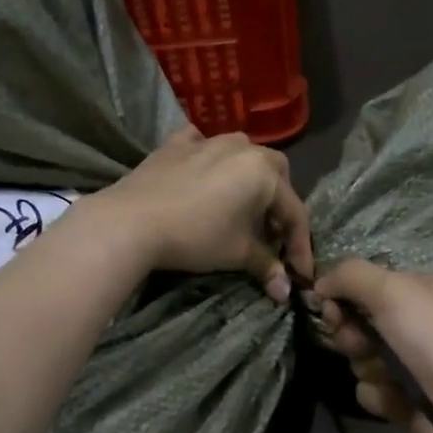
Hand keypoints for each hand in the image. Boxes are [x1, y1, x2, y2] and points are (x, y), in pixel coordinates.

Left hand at [97, 128, 313, 299]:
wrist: (132, 221)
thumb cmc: (196, 236)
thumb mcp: (237, 254)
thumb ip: (266, 266)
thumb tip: (285, 292)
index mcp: (264, 173)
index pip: (293, 212)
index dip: (299, 245)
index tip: (300, 273)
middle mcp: (242, 148)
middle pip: (275, 172)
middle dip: (278, 202)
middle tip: (270, 233)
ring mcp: (207, 141)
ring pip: (241, 152)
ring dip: (248, 176)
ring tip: (240, 204)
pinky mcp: (175, 144)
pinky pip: (201, 143)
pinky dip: (209, 157)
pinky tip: (203, 171)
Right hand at [313, 258, 432, 432]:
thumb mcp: (394, 291)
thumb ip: (351, 275)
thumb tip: (320, 283)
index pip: (376, 282)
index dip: (348, 292)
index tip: (328, 304)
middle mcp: (428, 326)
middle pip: (365, 321)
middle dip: (353, 333)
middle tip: (358, 344)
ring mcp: (419, 366)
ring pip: (363, 358)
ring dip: (366, 367)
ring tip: (387, 378)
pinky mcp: (411, 402)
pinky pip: (373, 391)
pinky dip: (379, 396)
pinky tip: (397, 402)